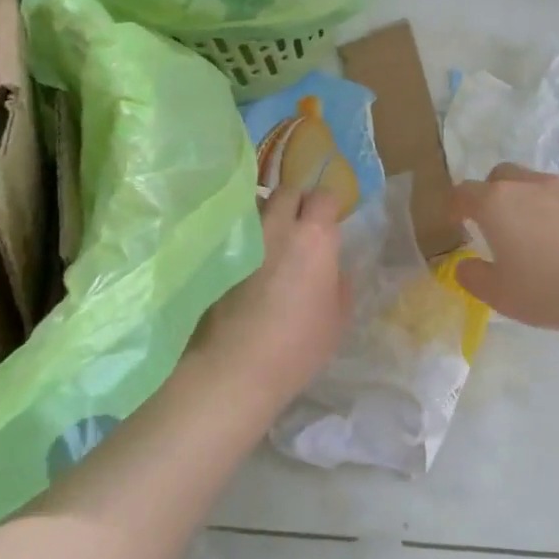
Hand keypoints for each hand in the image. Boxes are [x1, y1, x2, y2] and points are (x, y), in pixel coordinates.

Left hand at [188, 186, 351, 405]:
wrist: (236, 367)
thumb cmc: (299, 345)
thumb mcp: (338, 319)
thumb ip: (340, 284)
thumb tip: (335, 268)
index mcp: (315, 237)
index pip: (323, 196)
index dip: (328, 205)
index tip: (330, 220)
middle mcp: (278, 227)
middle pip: (286, 192)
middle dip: (296, 201)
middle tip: (301, 224)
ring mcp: (244, 240)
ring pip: (257, 207)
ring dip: (268, 214)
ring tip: (272, 238)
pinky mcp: (217, 257)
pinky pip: (237, 233)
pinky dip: (245, 237)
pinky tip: (248, 259)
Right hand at [448, 165, 558, 332]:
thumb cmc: (554, 287)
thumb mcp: (502, 295)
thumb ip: (474, 278)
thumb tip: (463, 265)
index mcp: (495, 203)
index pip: (463, 193)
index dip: (454, 207)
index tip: (455, 223)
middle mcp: (526, 185)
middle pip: (498, 176)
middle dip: (488, 195)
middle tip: (491, 224)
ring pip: (531, 184)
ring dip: (522, 202)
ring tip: (529, 235)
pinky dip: (552, 212)